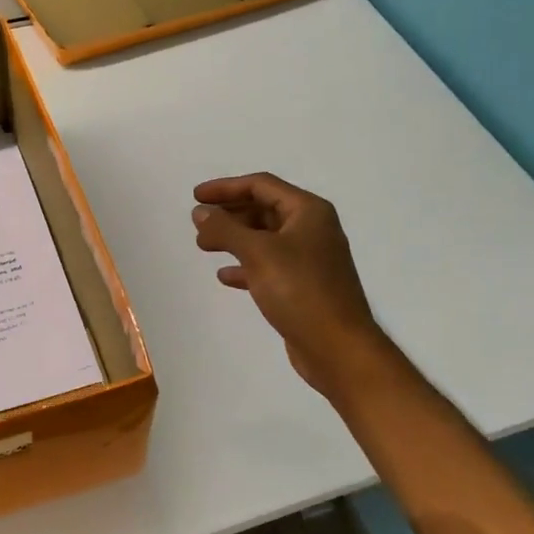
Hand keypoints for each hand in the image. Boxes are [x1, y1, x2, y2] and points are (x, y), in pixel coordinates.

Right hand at [191, 173, 394, 399]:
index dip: (226, 187)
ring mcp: (310, 259)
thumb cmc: (300, 290)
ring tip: (204, 246)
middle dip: (229, 214)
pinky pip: (269, 266)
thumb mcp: (258, 253)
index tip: (196, 197)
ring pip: (264, 239)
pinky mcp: (304, 287)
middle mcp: (312, 229)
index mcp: (308, 211)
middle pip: (263, 209)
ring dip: (234, 239)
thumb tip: (200, 212)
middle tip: (198, 223)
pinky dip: (246, 266)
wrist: (338, 348)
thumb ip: (225, 229)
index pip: (261, 185)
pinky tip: (225, 276)